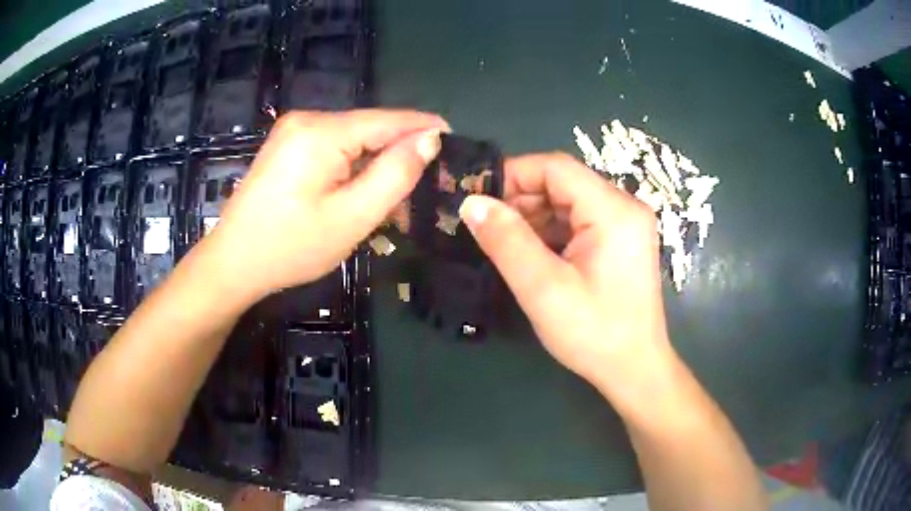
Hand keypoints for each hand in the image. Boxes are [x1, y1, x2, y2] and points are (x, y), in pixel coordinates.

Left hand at [206, 109, 448, 299]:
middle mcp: (308, 119)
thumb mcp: (351, 218)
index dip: (425, 128)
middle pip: (371, 128)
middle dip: (400, 152)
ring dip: (377, 163)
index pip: (389, 119)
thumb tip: (429, 140)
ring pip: (354, 139)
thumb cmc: (290, 247)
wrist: (232, 262)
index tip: (457, 141)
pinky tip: (362, 191)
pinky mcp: (288, 146)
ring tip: (399, 195)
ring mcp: (294, 131)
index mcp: (322, 132)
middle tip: (427, 184)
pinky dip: (354, 167)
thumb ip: (395, 175)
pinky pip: (334, 148)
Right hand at [459, 153, 677, 400]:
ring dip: (533, 217)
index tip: (478, 198)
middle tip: (486, 226)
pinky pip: (578, 221)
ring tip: (503, 243)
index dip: (513, 174)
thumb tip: (471, 203)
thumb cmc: (594, 333)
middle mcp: (625, 207)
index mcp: (614, 210)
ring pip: (568, 202)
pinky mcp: (621, 241)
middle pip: (563, 183)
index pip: (556, 167)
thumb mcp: (543, 288)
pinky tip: (530, 254)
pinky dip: (550, 231)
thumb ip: (506, 241)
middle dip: (521, 199)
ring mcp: (625, 224)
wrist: (634, 369)